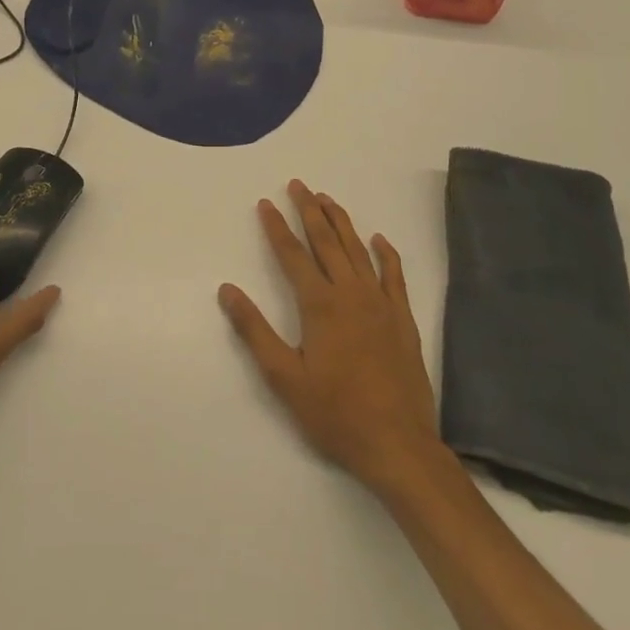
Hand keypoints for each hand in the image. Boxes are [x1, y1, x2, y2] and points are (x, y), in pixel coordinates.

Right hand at [219, 181, 441, 496]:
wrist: (397, 444)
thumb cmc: (334, 413)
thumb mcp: (283, 376)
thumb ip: (254, 330)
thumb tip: (227, 290)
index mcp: (319, 305)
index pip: (292, 255)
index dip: (276, 227)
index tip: (266, 203)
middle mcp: (350, 294)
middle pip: (326, 243)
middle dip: (309, 211)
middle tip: (299, 185)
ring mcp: (381, 304)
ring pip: (358, 251)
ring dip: (341, 222)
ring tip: (328, 199)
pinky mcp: (403, 320)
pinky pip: (394, 275)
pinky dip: (385, 253)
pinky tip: (378, 239)